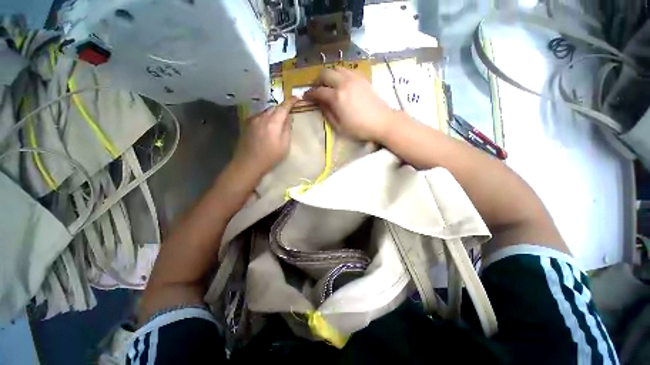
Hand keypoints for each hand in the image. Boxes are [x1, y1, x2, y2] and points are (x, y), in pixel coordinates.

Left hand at [231, 97, 299, 178]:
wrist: (248, 163)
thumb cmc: (270, 157)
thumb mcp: (284, 145)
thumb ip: (287, 129)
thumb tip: (288, 118)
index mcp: (273, 122)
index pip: (283, 107)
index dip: (291, 101)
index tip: (298, 97)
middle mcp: (262, 117)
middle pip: (274, 107)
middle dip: (282, 108)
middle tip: (289, 111)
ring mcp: (252, 120)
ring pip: (266, 111)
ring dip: (274, 113)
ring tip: (278, 120)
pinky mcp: (247, 124)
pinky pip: (259, 116)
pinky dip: (266, 117)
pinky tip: (267, 125)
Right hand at [304, 67, 396, 140]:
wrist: (382, 121)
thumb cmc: (359, 128)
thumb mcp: (339, 126)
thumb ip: (327, 113)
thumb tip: (320, 104)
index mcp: (337, 97)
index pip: (318, 91)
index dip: (310, 94)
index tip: (306, 96)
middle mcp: (344, 83)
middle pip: (325, 73)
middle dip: (318, 80)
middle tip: (317, 88)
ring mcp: (354, 78)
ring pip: (336, 68)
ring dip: (329, 75)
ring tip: (329, 84)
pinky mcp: (363, 78)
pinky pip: (348, 70)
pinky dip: (341, 74)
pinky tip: (342, 82)